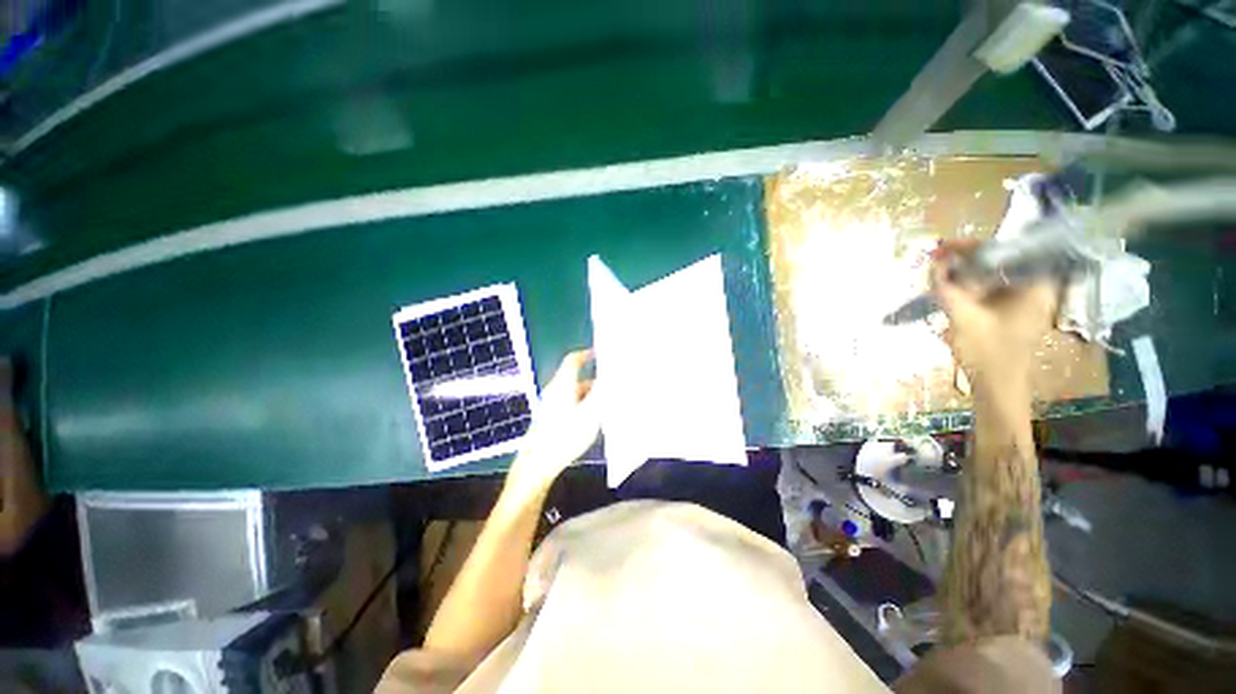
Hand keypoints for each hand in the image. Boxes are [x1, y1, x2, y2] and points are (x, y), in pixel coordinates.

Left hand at [503, 350, 598, 502]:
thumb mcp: (589, 415)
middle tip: (613, 390)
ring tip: (606, 410)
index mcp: (562, 385)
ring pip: (574, 394)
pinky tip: (592, 423)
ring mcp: (550, 406)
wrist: (536, 466)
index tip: (601, 353)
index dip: (586, 354)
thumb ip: (602, 394)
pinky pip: (570, 406)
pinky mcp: (549, 419)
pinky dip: (583, 408)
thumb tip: (611, 378)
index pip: (573, 360)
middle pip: (576, 379)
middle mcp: (554, 391)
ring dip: (591, 398)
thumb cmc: (563, 438)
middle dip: (596, 383)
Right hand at [931, 241, 1059, 391]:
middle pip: (1003, 260)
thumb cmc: (987, 353)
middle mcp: (1036, 288)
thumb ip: (946, 288)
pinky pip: (994, 288)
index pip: (1009, 250)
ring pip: (997, 274)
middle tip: (939, 256)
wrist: (998, 387)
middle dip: (970, 256)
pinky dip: (973, 284)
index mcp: (1036, 286)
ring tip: (941, 268)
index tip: (947, 245)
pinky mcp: (1015, 312)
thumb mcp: (962, 317)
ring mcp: (1027, 301)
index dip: (975, 245)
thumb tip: (933, 261)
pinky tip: (953, 286)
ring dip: (969, 270)